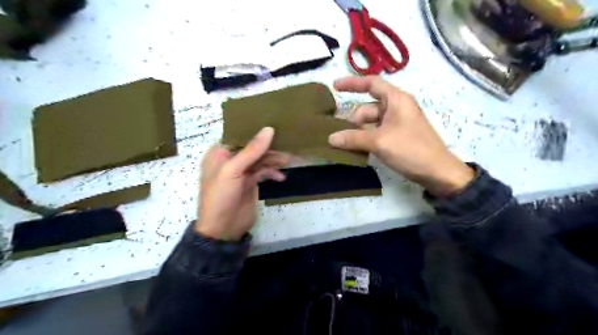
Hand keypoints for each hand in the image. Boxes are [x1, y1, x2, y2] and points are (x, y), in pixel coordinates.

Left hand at [197, 127, 287, 240]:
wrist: (223, 229)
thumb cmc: (220, 196)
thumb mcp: (232, 170)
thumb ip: (251, 150)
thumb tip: (269, 129)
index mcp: (220, 153)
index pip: (239, 136)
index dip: (256, 131)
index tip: (275, 124)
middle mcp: (230, 160)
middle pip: (253, 147)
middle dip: (269, 148)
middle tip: (287, 146)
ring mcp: (241, 172)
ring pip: (260, 159)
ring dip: (274, 160)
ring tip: (289, 161)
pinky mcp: (250, 182)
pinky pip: (264, 172)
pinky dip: (273, 173)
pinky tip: (281, 177)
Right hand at [330, 77, 474, 197]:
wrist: (437, 172)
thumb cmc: (410, 149)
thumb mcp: (379, 142)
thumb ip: (353, 138)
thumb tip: (330, 138)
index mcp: (396, 99)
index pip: (371, 83)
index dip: (352, 83)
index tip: (334, 86)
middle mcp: (396, 107)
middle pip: (368, 107)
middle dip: (354, 120)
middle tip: (342, 137)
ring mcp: (398, 123)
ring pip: (371, 122)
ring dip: (358, 132)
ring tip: (347, 146)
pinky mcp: (398, 136)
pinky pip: (376, 132)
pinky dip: (366, 139)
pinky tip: (358, 150)